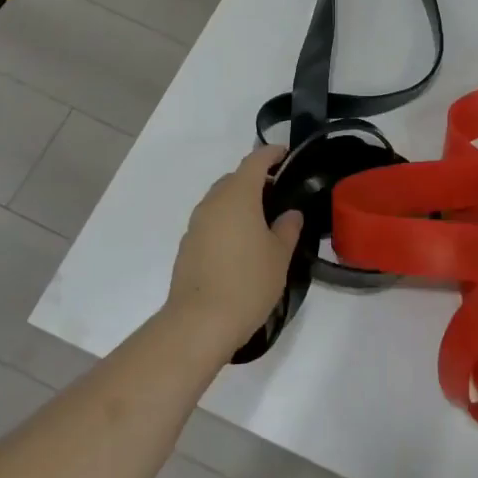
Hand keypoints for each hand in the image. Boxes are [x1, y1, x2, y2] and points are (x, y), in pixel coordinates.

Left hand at [165, 146, 301, 357]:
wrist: (198, 324)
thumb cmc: (247, 282)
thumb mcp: (280, 255)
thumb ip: (288, 228)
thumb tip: (290, 214)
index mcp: (238, 195)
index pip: (255, 160)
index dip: (272, 154)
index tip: (286, 155)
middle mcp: (213, 202)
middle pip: (235, 178)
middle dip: (255, 180)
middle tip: (278, 197)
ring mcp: (196, 224)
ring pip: (220, 200)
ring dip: (239, 203)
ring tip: (260, 224)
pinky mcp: (187, 246)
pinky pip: (211, 221)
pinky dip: (226, 223)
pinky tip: (240, 247)